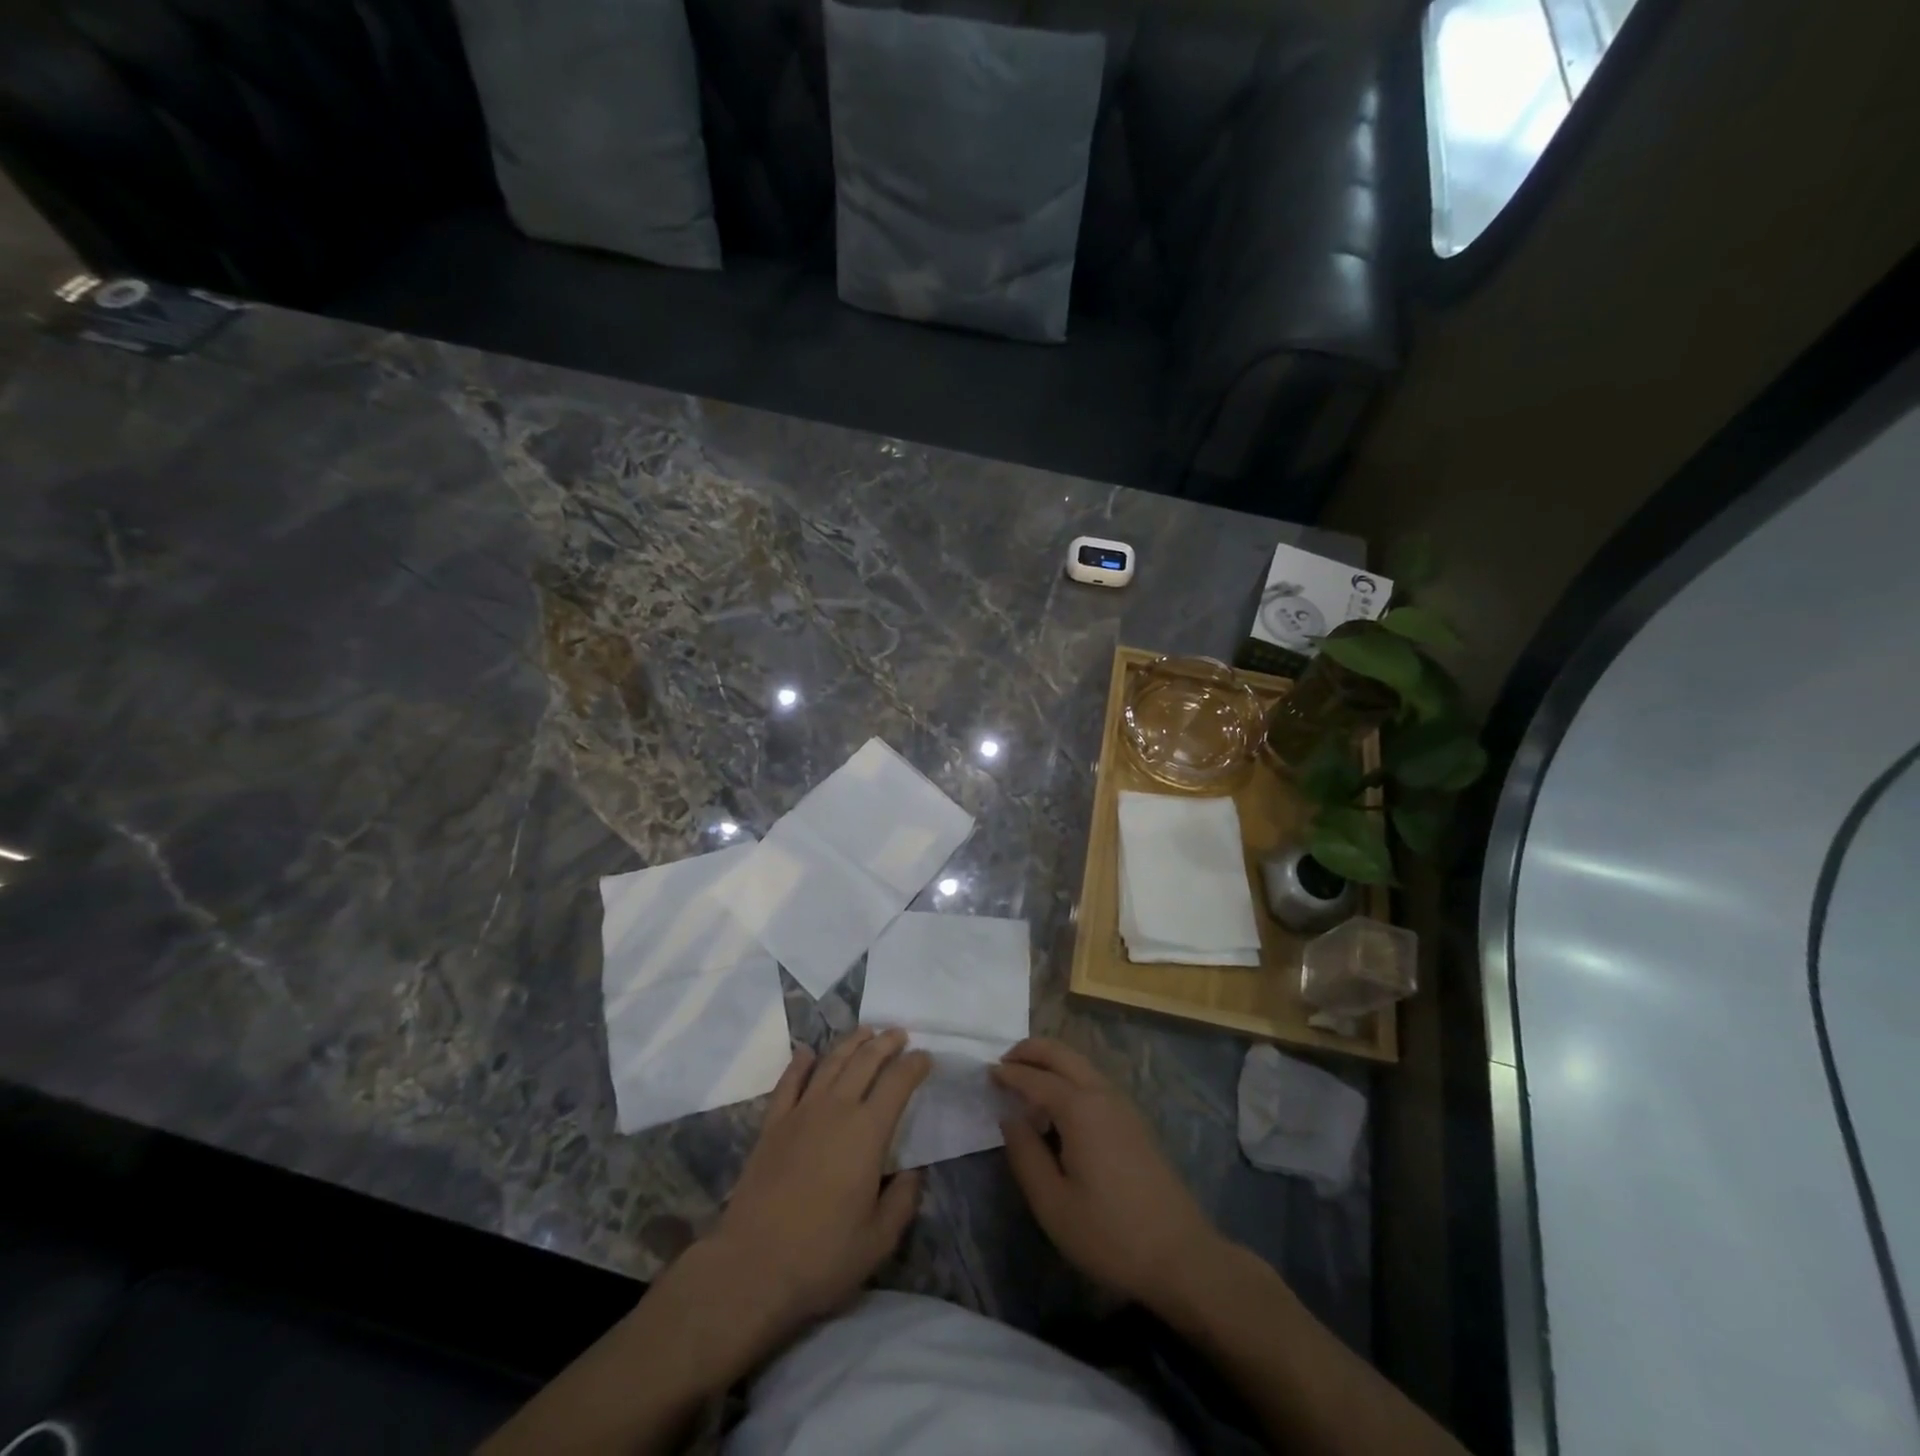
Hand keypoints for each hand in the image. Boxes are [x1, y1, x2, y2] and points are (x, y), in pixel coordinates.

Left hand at [706, 1027, 931, 1347]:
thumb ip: (902, 1200)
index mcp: (868, 1132)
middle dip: (885, 1043)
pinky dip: (800, 1064)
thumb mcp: (879, 1240)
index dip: (915, 1065)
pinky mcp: (772, 1125)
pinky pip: (788, 1083)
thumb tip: (912, 1172)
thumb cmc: (822, 1256)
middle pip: (865, 1061)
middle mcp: (836, 1109)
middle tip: (899, 1033)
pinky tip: (807, 1053)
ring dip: (851, 1043)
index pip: (898, 1083)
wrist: (752, 1266)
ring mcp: (801, 1113)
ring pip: (830, 1063)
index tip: (926, 1057)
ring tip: (866, 1031)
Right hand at [992, 1037, 1226, 1311]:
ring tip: (1025, 1082)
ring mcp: (1123, 1106)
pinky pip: (1093, 1081)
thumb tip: (1010, 1117)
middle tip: (1003, 1064)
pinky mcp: (1134, 1122)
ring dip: (1051, 1062)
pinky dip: (1068, 1077)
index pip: (1035, 1078)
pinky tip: (1058, 1107)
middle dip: (1030, 1051)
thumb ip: (1025, 1154)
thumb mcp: (1052, 1204)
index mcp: (1079, 1108)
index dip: (1008, 1074)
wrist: (1181, 1256)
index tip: (985, 1073)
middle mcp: (1102, 1094)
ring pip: (1080, 1064)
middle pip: (1062, 1053)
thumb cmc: (1109, 1234)